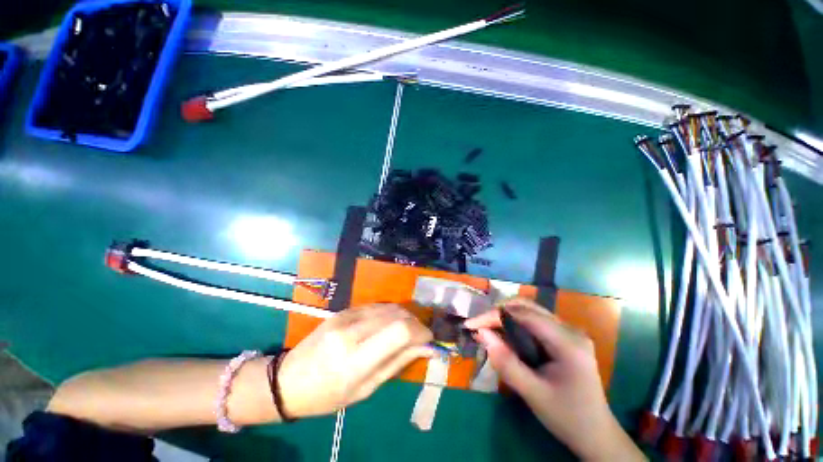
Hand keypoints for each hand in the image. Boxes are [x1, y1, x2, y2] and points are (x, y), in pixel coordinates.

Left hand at [278, 303, 433, 417]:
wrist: (289, 379)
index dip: (420, 332)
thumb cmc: (328, 395)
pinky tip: (390, 325)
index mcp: (355, 359)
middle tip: (420, 337)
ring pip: (389, 307)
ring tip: (408, 331)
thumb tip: (426, 347)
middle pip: (397, 314)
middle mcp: (352, 331)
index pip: (400, 332)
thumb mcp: (366, 389)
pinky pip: (376, 306)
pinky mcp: (344, 309)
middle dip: (415, 323)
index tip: (429, 340)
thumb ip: (398, 362)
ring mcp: (346, 316)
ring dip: (405, 316)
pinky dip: (390, 313)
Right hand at [465, 298, 644, 460]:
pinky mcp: (564, 337)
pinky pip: (534, 322)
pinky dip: (515, 324)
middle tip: (479, 326)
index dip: (494, 315)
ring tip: (487, 329)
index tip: (471, 324)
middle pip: (527, 307)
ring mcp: (569, 332)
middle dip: (499, 312)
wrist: (597, 435)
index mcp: (568, 342)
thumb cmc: (567, 417)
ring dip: (506, 316)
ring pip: (530, 311)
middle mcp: (570, 329)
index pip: (524, 315)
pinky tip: (505, 335)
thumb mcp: (533, 394)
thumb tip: (481, 333)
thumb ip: (506, 362)